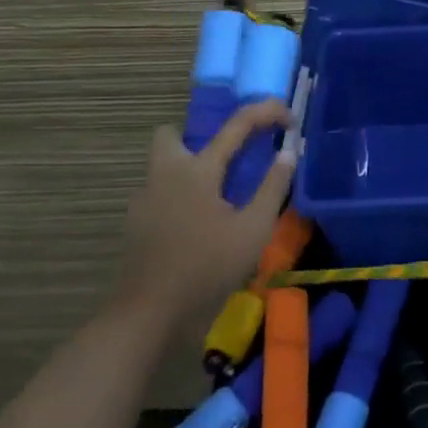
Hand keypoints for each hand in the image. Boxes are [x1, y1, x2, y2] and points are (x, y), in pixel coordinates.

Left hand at [116, 100, 294, 322]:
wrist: (148, 315)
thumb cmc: (206, 268)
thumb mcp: (253, 229)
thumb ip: (272, 187)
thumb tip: (288, 153)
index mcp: (198, 169)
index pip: (237, 123)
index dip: (267, 112)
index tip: (290, 119)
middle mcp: (166, 173)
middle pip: (172, 135)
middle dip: (197, 139)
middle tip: (227, 161)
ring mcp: (145, 199)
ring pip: (163, 166)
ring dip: (189, 169)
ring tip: (219, 199)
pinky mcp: (137, 224)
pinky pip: (159, 194)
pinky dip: (179, 198)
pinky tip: (198, 227)